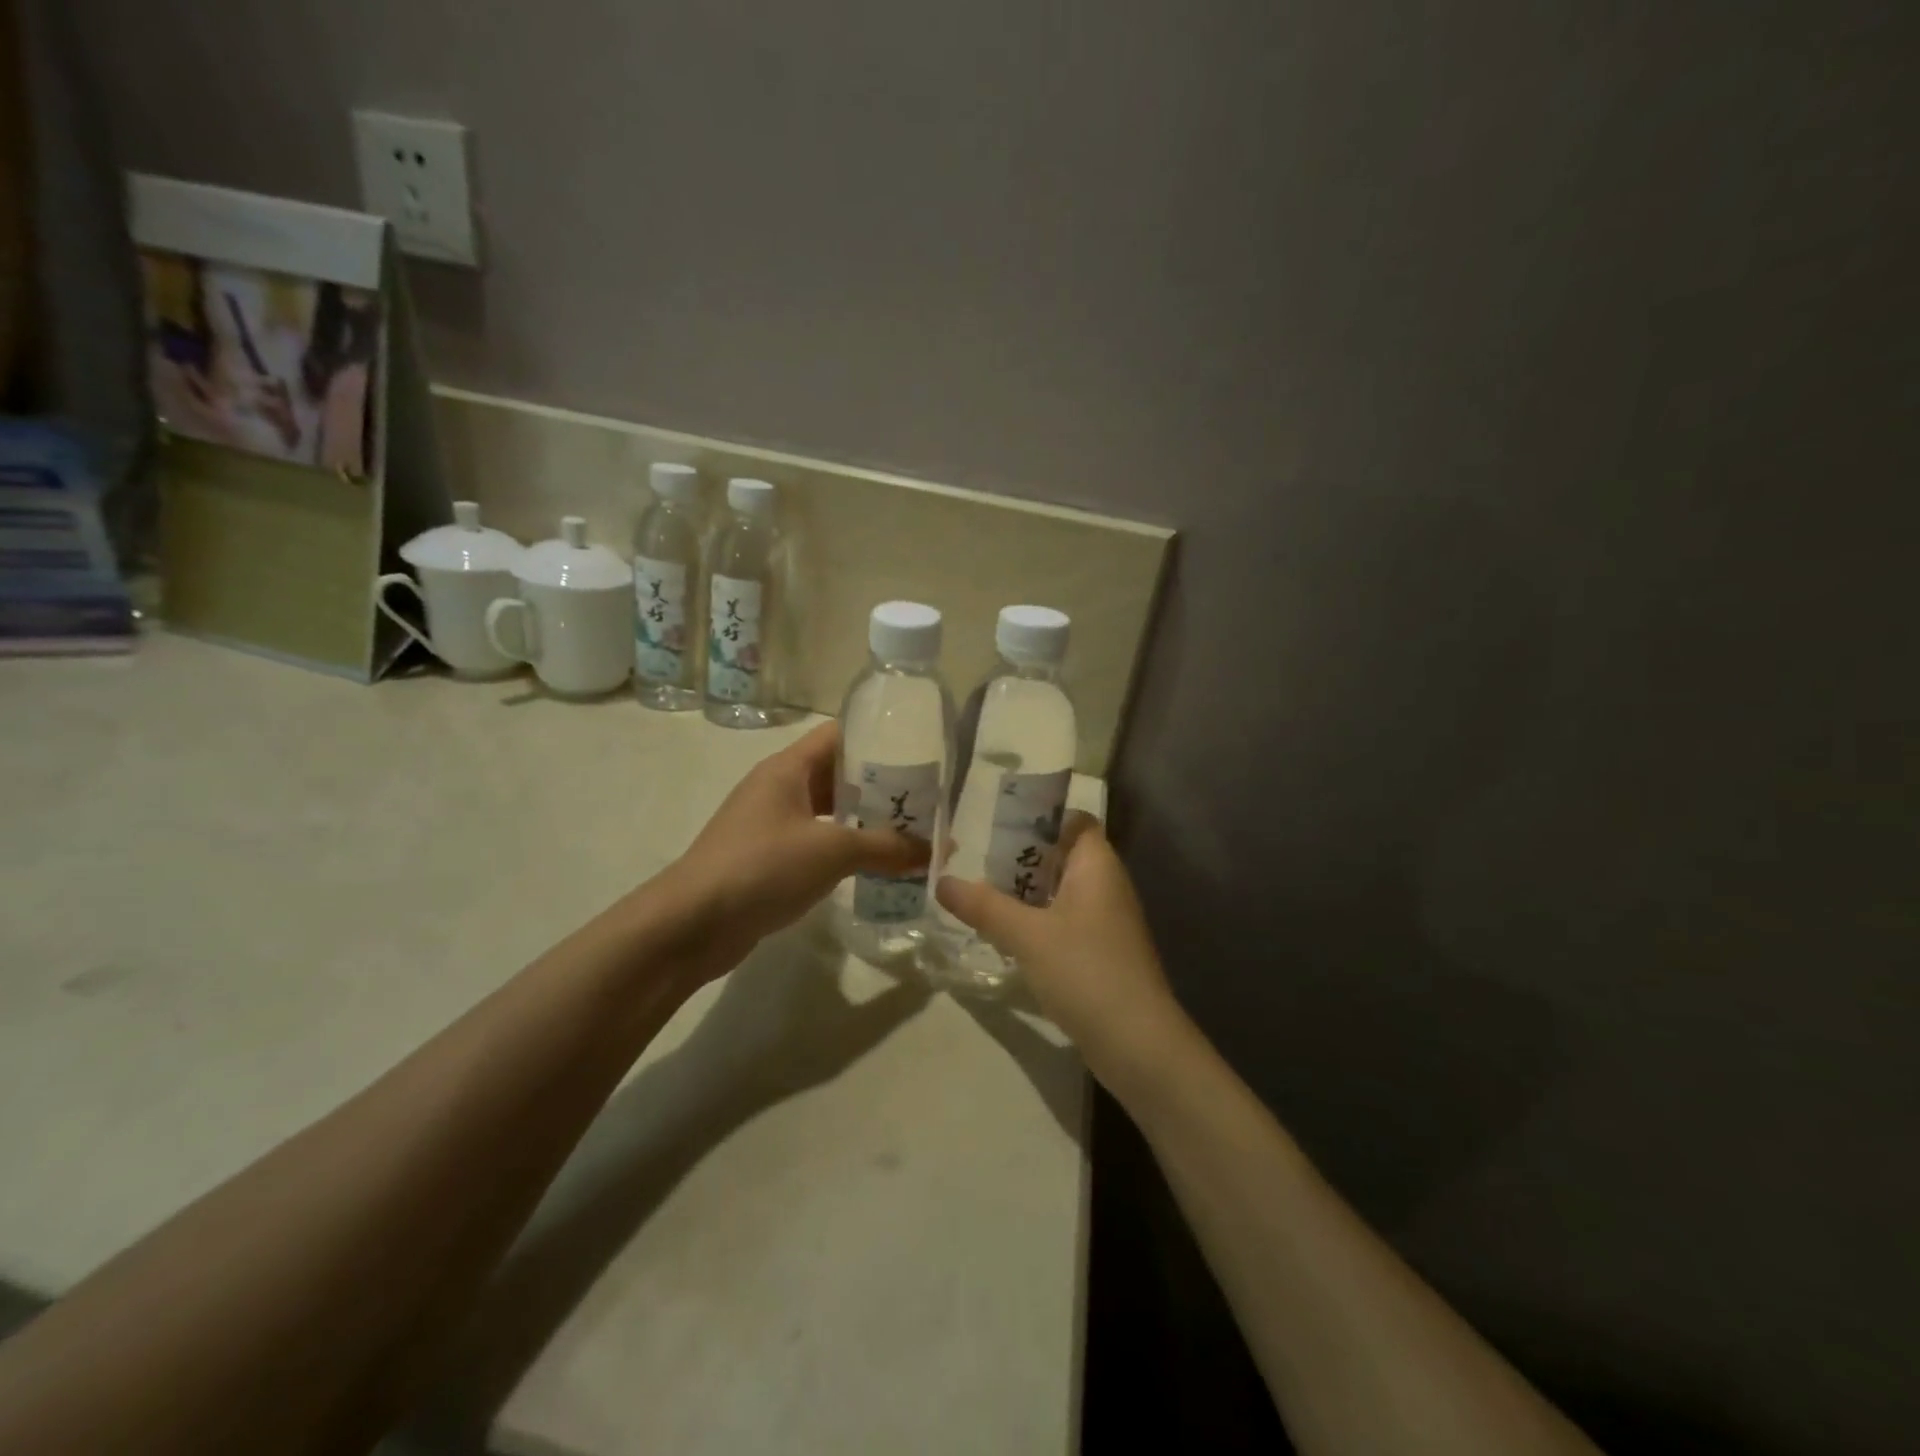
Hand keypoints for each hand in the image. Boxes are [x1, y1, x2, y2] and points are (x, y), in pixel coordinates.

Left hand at [663, 721, 927, 973]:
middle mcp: (779, 788)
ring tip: (912, 833)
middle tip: (926, 801)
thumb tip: (939, 848)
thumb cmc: (761, 868)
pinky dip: (847, 850)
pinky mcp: (769, 860)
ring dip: (866, 822)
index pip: (840, 735)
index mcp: (788, 768)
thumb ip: (887, 846)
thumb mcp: (831, 851)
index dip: (878, 739)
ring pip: (829, 812)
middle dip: (881, 787)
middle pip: (838, 775)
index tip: (920, 753)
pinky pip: (818, 843)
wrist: (691, 925)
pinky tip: (877, 866)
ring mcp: (772, 825)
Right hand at [936, 814, 1189, 1094]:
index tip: (998, 824)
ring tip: (980, 894)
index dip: (1040, 817)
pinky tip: (1005, 934)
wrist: (1137, 1043)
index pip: (1074, 821)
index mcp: (1097, 866)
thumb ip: (984, 906)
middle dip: (1021, 857)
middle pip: (1062, 855)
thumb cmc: (1085, 971)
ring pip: (1060, 891)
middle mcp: (1106, 885)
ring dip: (1025, 892)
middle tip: (975, 860)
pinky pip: (1064, 921)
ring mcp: (1106, 921)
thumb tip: (942, 881)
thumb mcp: (1027, 936)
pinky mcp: (1101, 952)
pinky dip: (1037, 921)